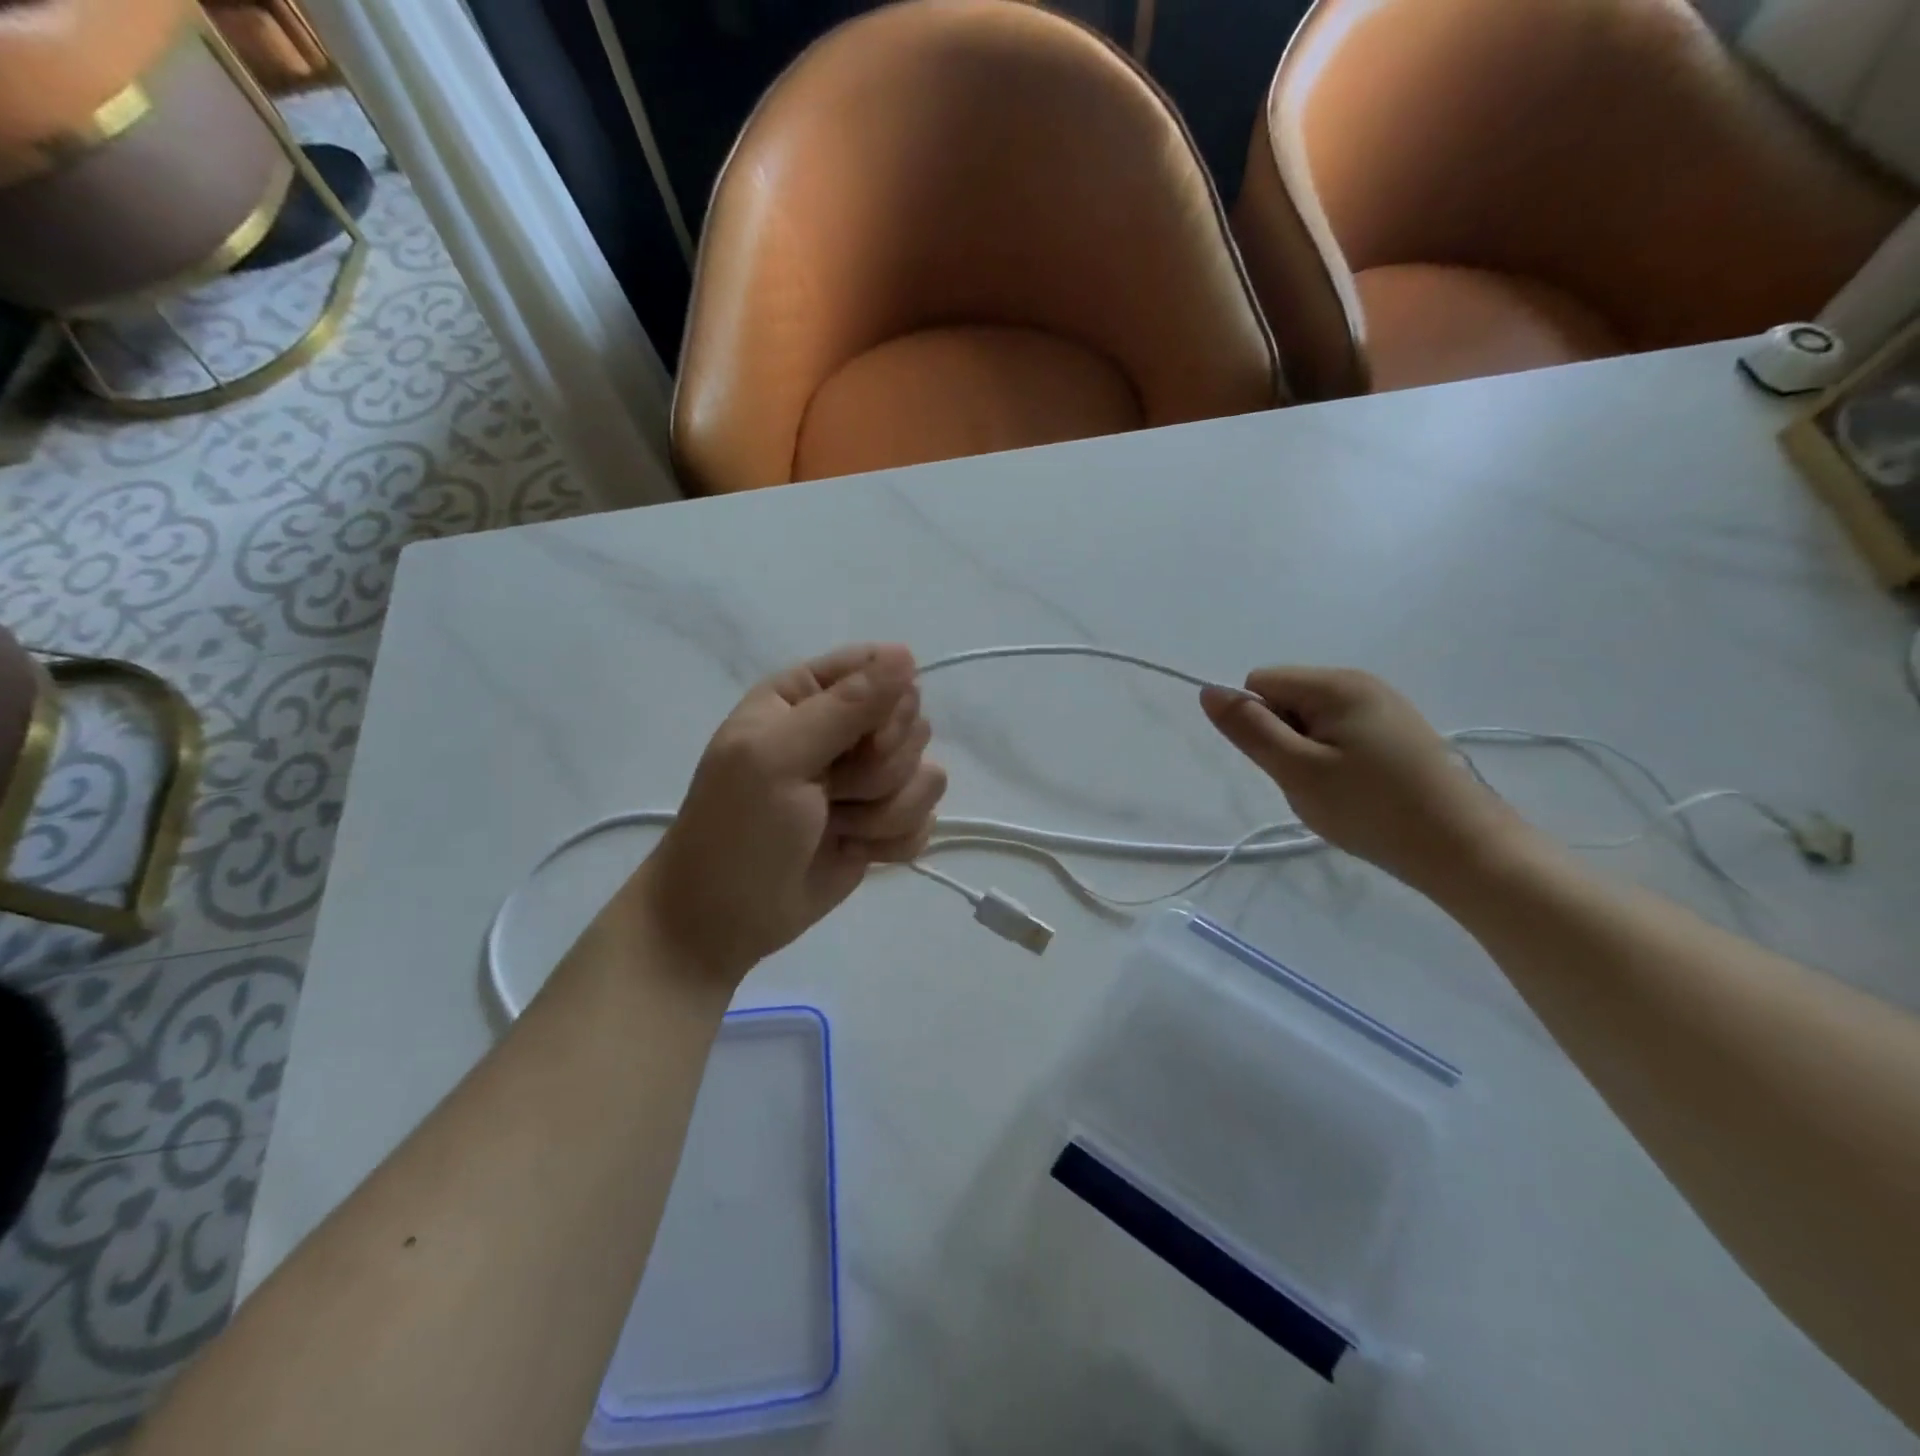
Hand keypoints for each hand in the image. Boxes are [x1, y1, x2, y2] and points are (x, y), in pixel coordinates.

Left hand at [631, 644, 944, 983]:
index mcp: (806, 696)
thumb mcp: (778, 757)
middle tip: (831, 791)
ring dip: (883, 810)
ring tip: (835, 826)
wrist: (724, 919)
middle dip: (879, 767)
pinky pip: (926, 818)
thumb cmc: (738, 828)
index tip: (864, 739)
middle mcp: (843, 730)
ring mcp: (867, 780)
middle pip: (912, 723)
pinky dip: (893, 841)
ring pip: (926, 774)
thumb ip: (846, 706)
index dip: (885, 704)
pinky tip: (855, 850)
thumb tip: (907, 655)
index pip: (880, 668)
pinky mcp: (884, 824)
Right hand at [1201, 666, 1532, 892]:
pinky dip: (1335, 764)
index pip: (1260, 683)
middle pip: (1287, 700)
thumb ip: (1249, 728)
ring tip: (1336, 793)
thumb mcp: (1297, 770)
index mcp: (1335, 684)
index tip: (1286, 762)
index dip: (1259, 723)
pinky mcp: (1399, 734)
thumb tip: (1208, 690)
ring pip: (1312, 723)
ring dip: (1308, 757)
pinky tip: (1358, 793)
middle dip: (1284, 741)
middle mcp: (1361, 683)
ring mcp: (1384, 707)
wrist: (1465, 849)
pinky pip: (1341, 737)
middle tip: (1312, 783)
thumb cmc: (1372, 808)